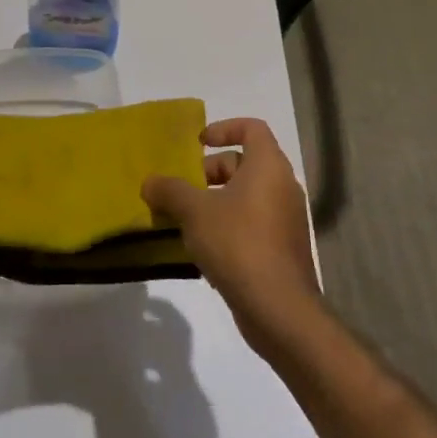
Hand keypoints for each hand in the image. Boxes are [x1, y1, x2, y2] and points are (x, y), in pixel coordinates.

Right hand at [142, 117, 321, 352]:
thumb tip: (149, 182)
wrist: (280, 309)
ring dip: (216, 201)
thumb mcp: (194, 212)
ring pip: (247, 196)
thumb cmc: (238, 244)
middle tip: (183, 188)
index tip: (198, 144)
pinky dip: (229, 225)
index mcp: (268, 166)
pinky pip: (253, 223)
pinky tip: (204, 249)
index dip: (224, 128)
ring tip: (186, 220)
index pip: (252, 128)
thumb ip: (169, 191)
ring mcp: (287, 220)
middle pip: (245, 163)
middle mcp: (283, 186)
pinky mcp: (284, 249)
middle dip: (211, 171)